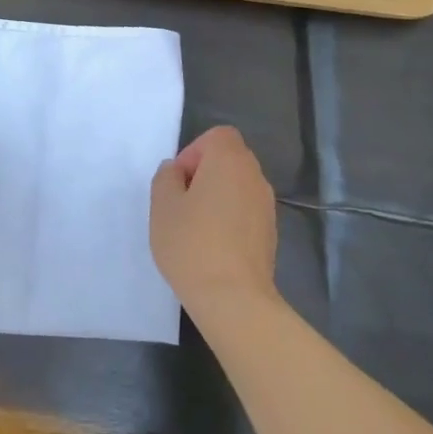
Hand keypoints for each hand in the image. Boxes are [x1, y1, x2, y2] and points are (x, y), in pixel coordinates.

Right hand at [150, 126, 278, 319]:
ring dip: (217, 197)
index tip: (179, 181)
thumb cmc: (192, 244)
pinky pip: (245, 211)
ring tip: (194, 227)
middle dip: (204, 174)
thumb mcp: (162, 206)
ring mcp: (267, 206)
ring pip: (238, 186)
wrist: (234, 298)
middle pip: (229, 159)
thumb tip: (176, 171)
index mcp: (230, 161)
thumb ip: (166, 178)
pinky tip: (212, 246)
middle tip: (181, 203)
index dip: (194, 151)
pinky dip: (229, 218)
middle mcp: (254, 176)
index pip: (218, 136)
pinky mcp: (270, 233)